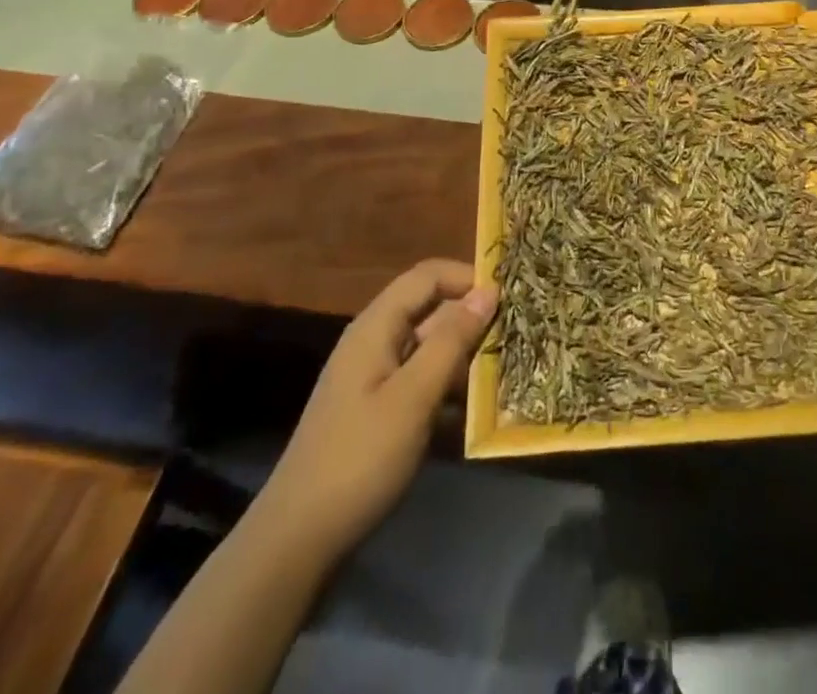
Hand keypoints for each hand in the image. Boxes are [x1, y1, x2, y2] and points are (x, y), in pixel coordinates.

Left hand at [273, 259, 496, 552]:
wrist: (298, 541)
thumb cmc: (359, 459)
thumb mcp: (414, 396)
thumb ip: (452, 340)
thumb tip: (488, 291)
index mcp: (376, 327)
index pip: (428, 276)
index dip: (467, 276)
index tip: (510, 295)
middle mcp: (375, 342)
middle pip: (431, 310)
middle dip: (473, 319)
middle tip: (518, 335)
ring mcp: (374, 378)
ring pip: (430, 348)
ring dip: (466, 357)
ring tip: (509, 371)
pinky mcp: (378, 411)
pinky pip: (422, 382)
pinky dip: (450, 389)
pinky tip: (479, 412)